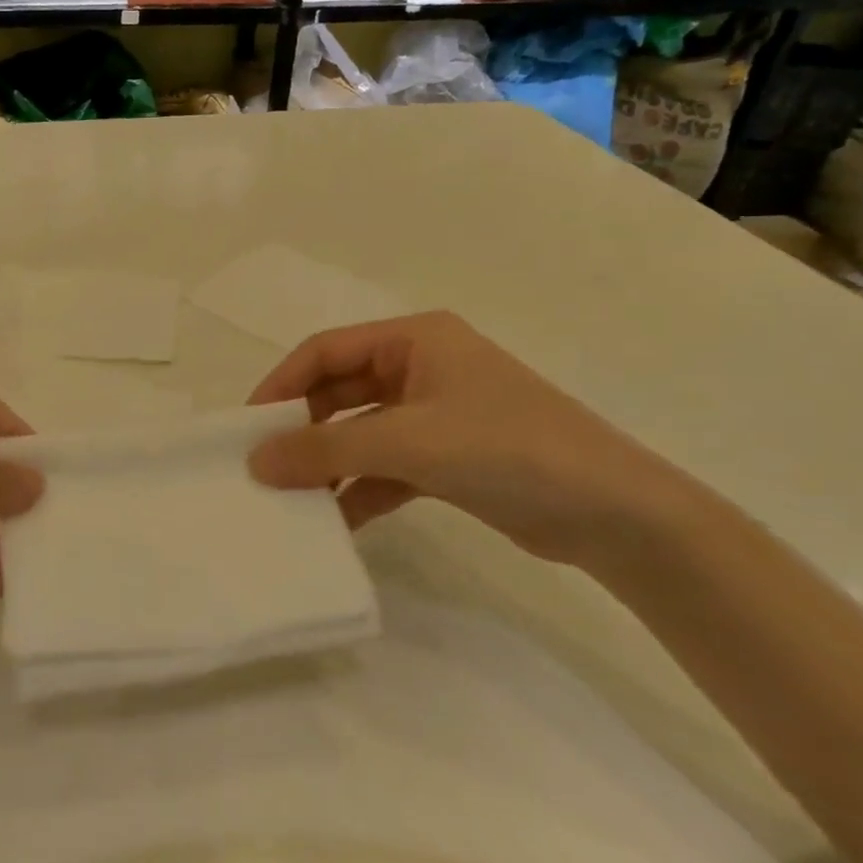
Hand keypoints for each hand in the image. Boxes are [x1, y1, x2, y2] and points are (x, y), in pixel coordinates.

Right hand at [247, 312, 717, 568]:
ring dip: (329, 463)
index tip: (247, 427)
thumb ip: (327, 448)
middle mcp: (421, 369)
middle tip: (265, 467)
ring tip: (294, 500)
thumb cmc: (507, 449)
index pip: (326, 351)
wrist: (615, 514)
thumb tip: (256, 461)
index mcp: (414, 340)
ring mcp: (436, 415)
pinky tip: (337, 521)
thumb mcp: (408, 441)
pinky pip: (387, 467)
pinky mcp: (448, 459)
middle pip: (340, 391)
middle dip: (302, 428)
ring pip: (361, 432)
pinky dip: (360, 489)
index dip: (281, 384)